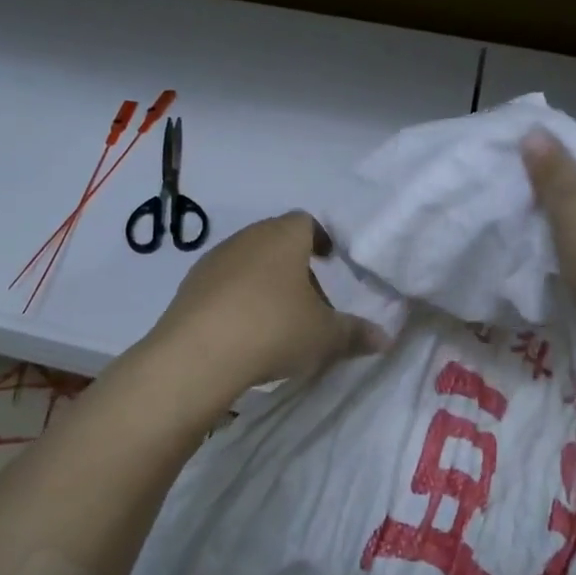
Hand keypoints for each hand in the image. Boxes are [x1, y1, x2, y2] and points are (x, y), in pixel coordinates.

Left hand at [144, 212, 389, 409]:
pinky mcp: (190, 286)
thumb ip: (355, 334)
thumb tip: (385, 338)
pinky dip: (237, 299)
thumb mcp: (325, 336)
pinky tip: (244, 331)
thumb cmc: (274, 328)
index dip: (321, 239)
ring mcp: (214, 259)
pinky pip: (222, 284)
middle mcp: (248, 237)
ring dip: (264, 283)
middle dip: (295, 266)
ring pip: (248, 262)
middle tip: (310, 300)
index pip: (306, 222)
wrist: (199, 352)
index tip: (330, 260)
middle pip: (276, 242)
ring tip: (277, 319)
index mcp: (284, 236)